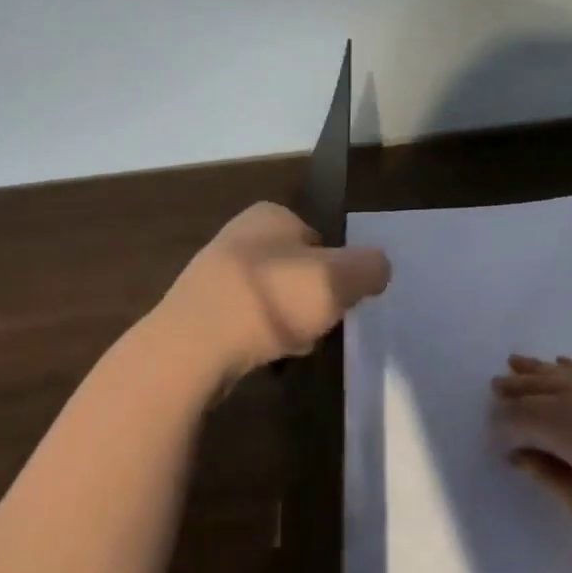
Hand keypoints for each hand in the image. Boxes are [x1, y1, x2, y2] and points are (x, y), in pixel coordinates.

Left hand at [153, 202, 391, 388]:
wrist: (192, 346)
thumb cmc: (270, 299)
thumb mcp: (337, 278)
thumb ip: (368, 267)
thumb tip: (379, 266)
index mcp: (270, 213)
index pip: (319, 238)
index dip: (335, 270)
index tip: (339, 299)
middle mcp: (240, 233)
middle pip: (297, 270)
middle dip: (311, 299)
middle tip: (319, 326)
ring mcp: (215, 272)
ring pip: (273, 298)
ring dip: (288, 322)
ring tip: (292, 347)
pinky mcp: (200, 310)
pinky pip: (247, 322)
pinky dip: (261, 339)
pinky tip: (265, 358)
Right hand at [490, 354, 571, 559]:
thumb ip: (550, 479)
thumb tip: (522, 457)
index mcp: (562, 423)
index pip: (520, 418)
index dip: (503, 427)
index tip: (495, 438)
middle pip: (537, 386)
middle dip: (514, 388)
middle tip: (495, 386)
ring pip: (563, 372)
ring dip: (537, 370)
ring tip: (518, 363)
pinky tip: (567, 365)